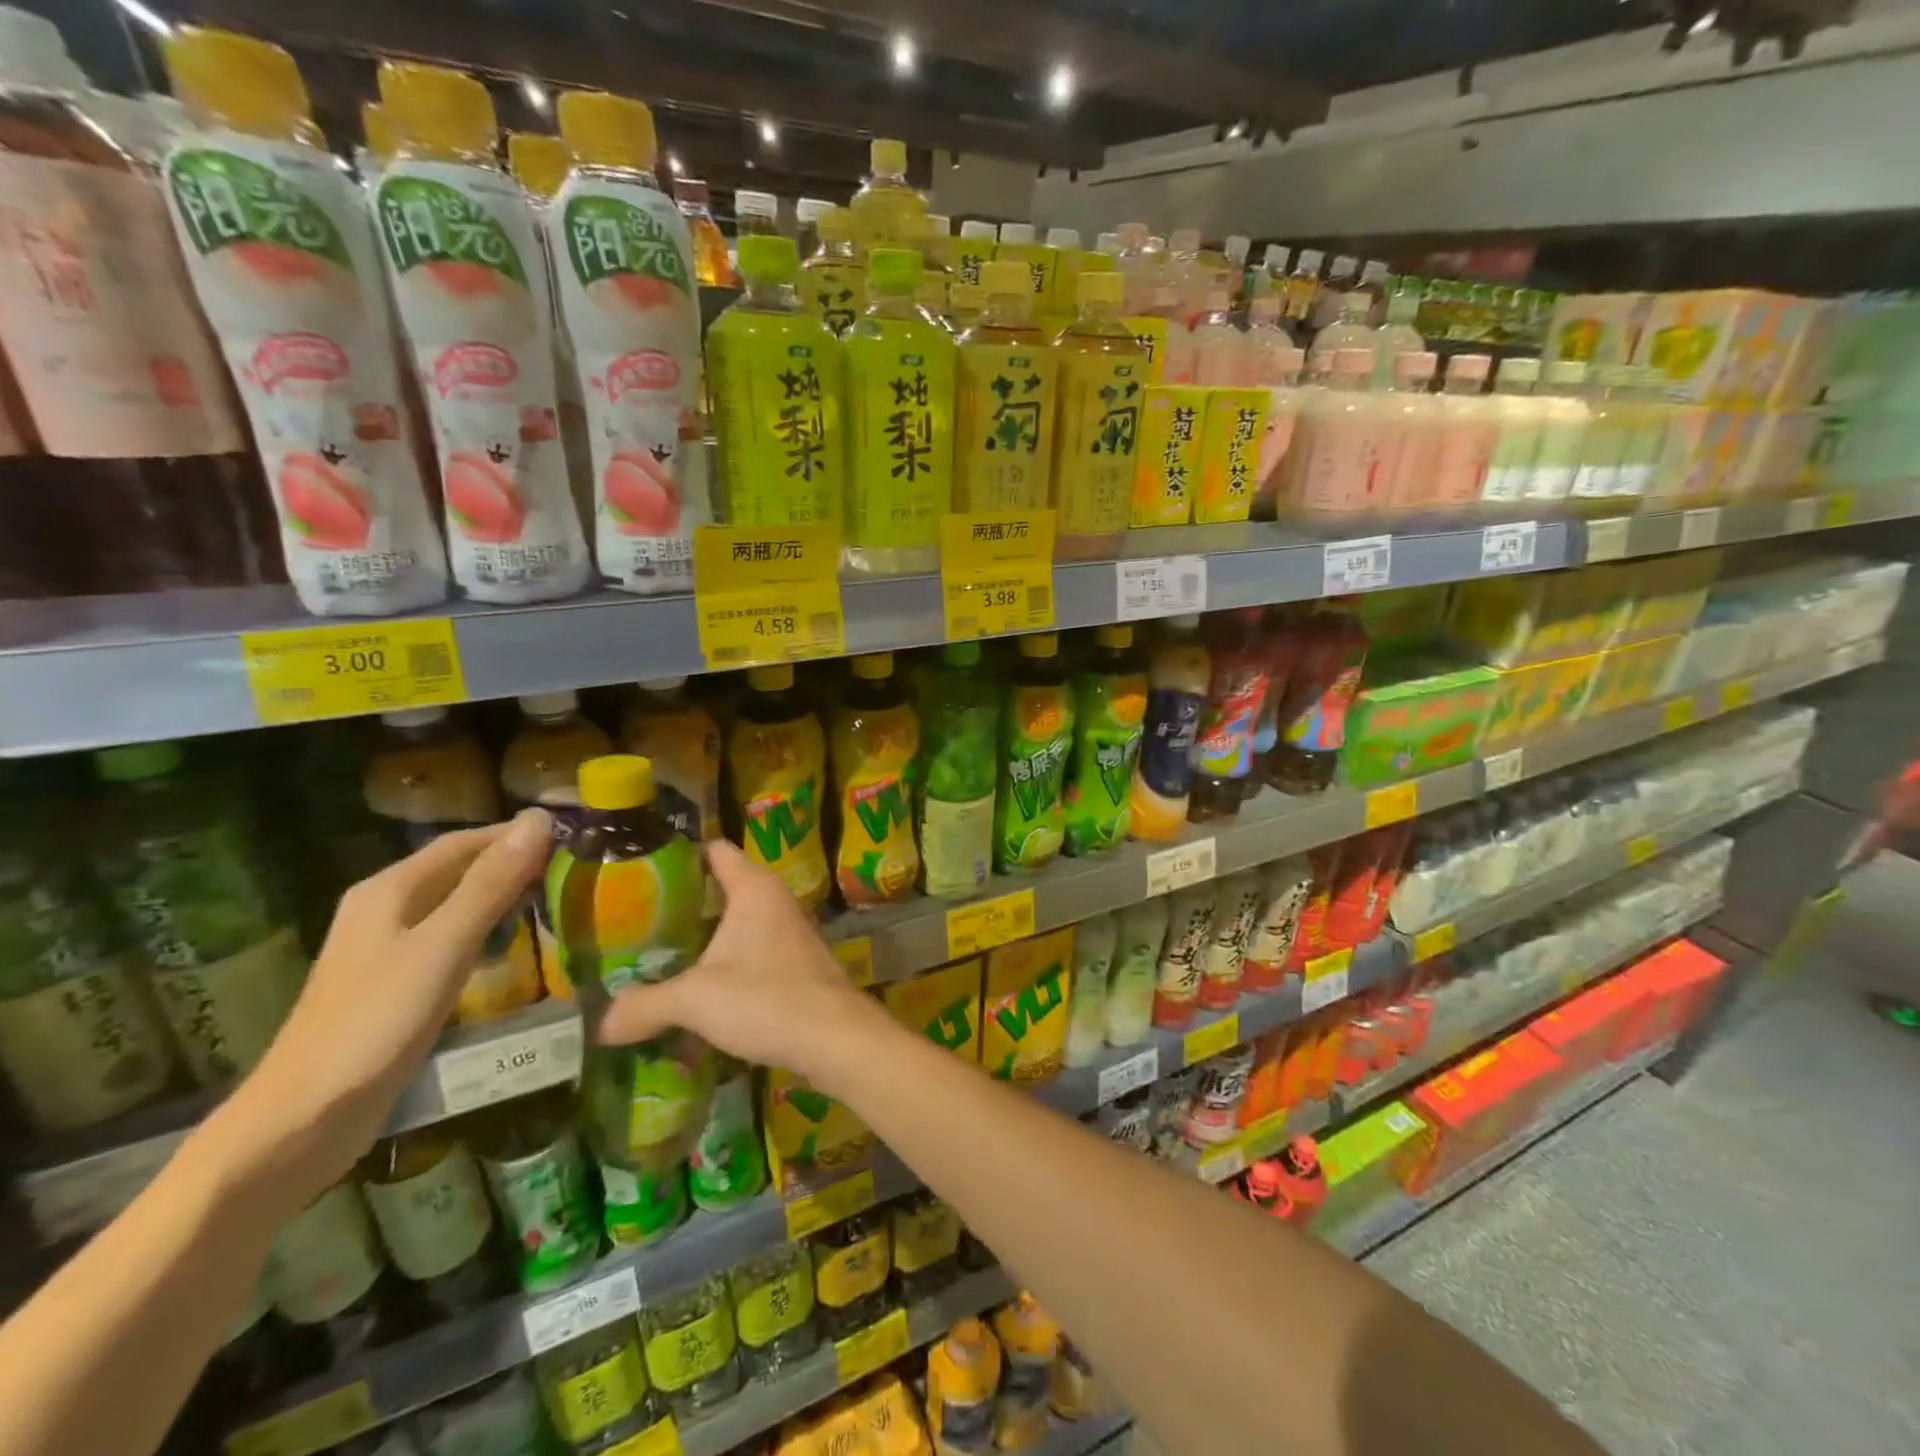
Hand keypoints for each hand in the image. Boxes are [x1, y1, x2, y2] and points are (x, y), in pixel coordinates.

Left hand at [219, 809, 551, 1206]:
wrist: (303, 1121)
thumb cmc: (376, 1023)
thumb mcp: (443, 947)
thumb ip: (491, 884)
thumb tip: (539, 820)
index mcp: (389, 890)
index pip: (464, 842)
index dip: (516, 834)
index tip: (572, 834)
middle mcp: (385, 910)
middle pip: (460, 871)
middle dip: (514, 865)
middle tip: (574, 869)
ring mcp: (388, 949)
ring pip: (458, 906)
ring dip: (504, 899)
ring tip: (558, 902)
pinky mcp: (397, 984)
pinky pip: (453, 941)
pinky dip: (489, 934)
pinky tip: (517, 949)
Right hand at [597, 839, 883, 1084]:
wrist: (835, 1037)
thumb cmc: (766, 999)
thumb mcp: (696, 1000)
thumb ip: (646, 1005)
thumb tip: (602, 1022)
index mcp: (754, 888)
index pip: (715, 851)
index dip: (680, 856)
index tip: (641, 872)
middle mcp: (776, 899)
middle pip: (724, 886)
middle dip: (684, 903)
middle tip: (637, 922)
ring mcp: (791, 930)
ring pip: (739, 921)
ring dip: (706, 936)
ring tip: (660, 955)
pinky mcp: (798, 961)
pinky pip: (754, 947)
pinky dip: (728, 959)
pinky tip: (701, 986)